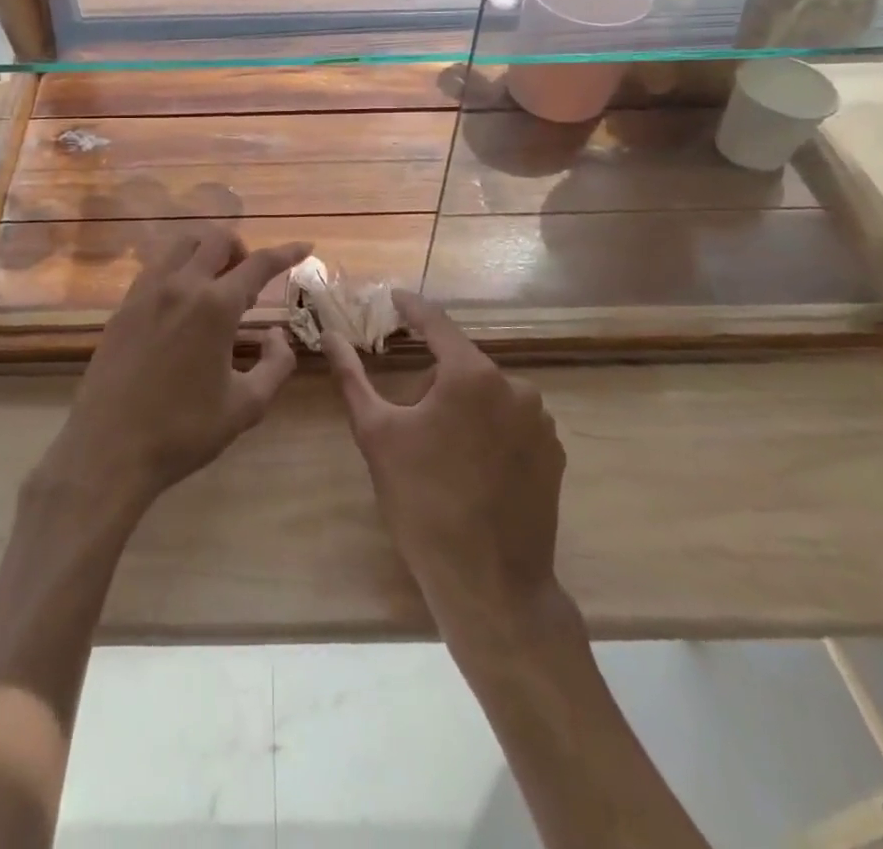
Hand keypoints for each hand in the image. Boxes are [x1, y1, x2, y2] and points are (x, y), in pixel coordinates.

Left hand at [38, 226, 310, 519]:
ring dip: (206, 252)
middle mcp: (180, 285)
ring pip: (181, 245)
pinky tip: (181, 303)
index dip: (287, 251)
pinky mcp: (123, 306)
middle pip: (216, 239)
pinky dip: (178, 269)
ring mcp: (146, 292)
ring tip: (215, 288)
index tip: (305, 245)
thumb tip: (278, 335)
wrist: (109, 449)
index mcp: (215, 306)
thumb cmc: (184, 431)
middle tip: (249, 283)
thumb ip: (276, 365)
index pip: (260, 263)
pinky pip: (156, 268)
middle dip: (242, 249)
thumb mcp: (246, 406)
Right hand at [324, 291, 565, 632]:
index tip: (394, 297)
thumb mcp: (376, 434)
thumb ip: (351, 377)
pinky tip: (473, 469)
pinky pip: (512, 422)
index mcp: (471, 375)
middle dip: (433, 379)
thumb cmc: (423, 502)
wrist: (490, 584)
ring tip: (441, 452)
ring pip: (487, 395)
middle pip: (461, 364)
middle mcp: (515, 386)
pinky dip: (489, 430)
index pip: (436, 323)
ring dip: (462, 406)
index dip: (412, 308)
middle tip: (408, 420)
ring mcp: (541, 421)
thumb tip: (329, 336)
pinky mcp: (553, 453)